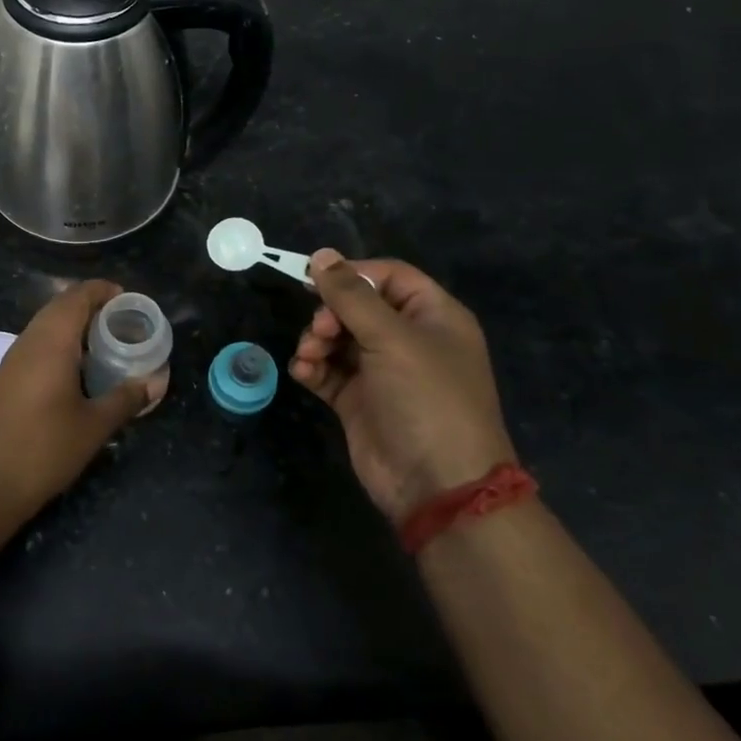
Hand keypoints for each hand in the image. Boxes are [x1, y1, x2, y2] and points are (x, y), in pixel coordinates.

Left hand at [0, 280, 167, 518]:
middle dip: (90, 306)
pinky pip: (34, 345)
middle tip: (121, 322)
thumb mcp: (94, 426)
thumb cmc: (45, 450)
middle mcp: (27, 342)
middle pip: (59, 307)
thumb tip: (156, 381)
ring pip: (44, 326)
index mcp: (51, 343)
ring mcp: (10, 360)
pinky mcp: (2, 379)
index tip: (128, 300)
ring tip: (103, 345)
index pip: (76, 297)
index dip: (102, 290)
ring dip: (72, 326)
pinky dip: (57, 344)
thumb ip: (126, 398)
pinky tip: (74, 371)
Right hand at [291, 250, 514, 523]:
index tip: (314, 279)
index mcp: (432, 316)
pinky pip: (328, 370)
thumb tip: (320, 255)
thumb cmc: (426, 399)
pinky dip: (312, 367)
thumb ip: (351, 295)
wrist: (437, 486)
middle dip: (330, 313)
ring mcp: (381, 371)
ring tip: (309, 356)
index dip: (352, 273)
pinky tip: (303, 372)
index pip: (388, 276)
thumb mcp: (392, 338)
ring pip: (337, 337)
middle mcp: (407, 339)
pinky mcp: (358, 400)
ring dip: (316, 340)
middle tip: (320, 331)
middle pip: (357, 306)